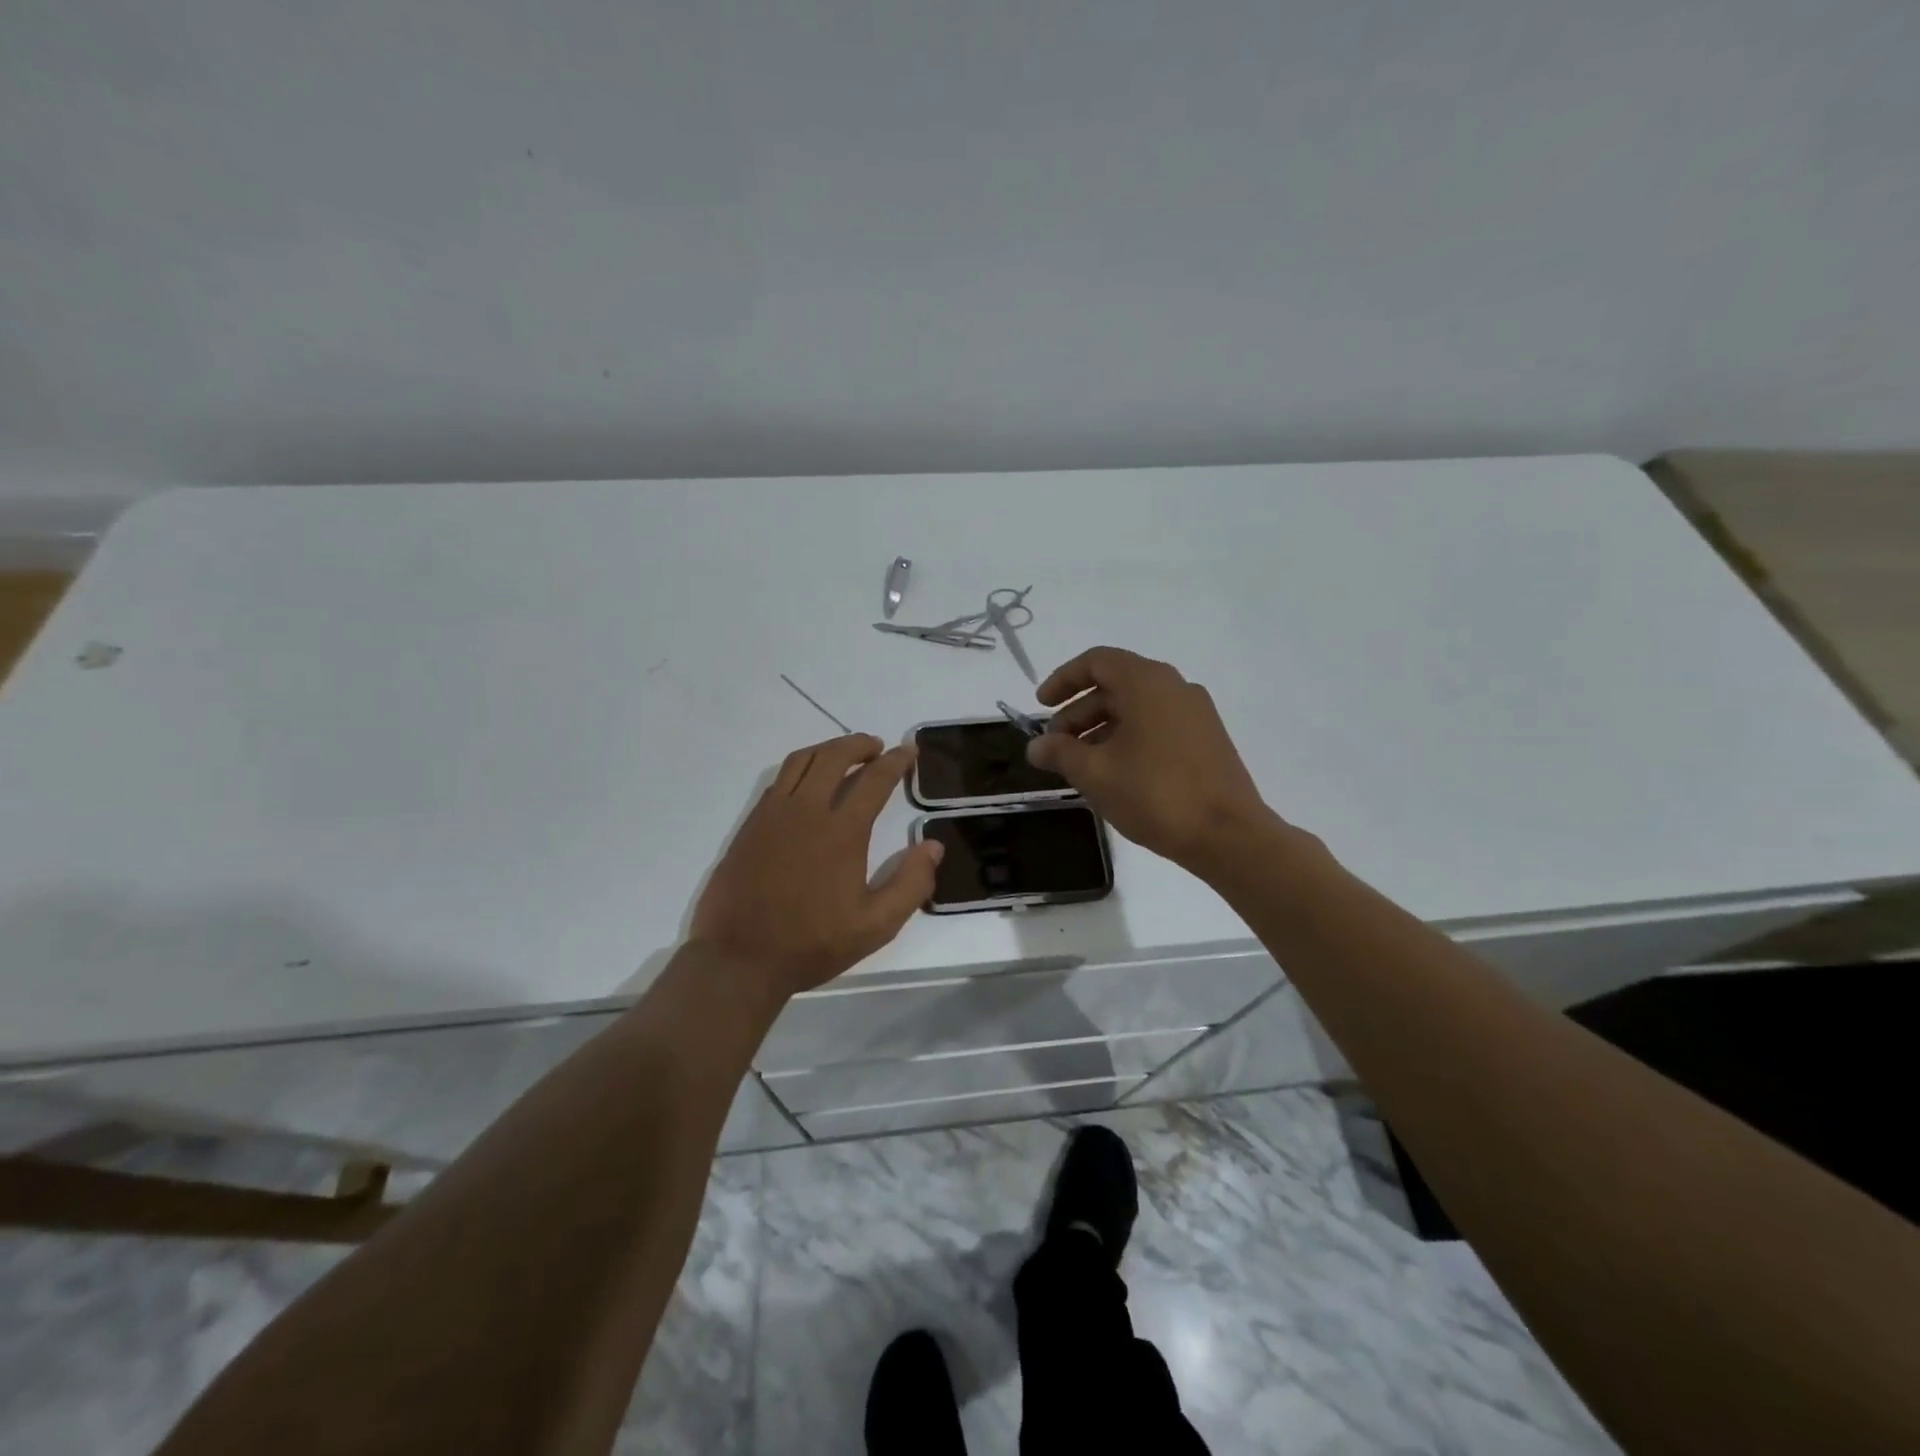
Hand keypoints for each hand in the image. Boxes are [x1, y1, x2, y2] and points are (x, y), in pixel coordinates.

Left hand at [690, 734, 941, 998]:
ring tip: (845, 755)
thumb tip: (933, 845)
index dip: (896, 761)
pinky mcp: (751, 824)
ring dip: (828, 749)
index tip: (909, 752)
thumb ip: (911, 884)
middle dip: (860, 744)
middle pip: (834, 756)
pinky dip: (801, 767)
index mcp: (841, 831)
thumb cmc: (812, 943)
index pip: (874, 779)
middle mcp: (806, 810)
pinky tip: (809, 783)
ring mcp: (773, 814)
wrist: (740, 958)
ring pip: (802, 760)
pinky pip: (779, 779)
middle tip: (878, 747)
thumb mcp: (876, 926)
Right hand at [1027, 646, 1277, 872]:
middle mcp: (1174, 687)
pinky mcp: (1206, 739)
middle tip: (1055, 746)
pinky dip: (1127, 738)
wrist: (1228, 835)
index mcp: (1147, 682)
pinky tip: (1113, 773)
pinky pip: (1156, 725)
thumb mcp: (1095, 773)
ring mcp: (1195, 713)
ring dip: (1101, 728)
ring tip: (1079, 764)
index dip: (1063, 680)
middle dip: (1078, 713)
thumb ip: (1060, 753)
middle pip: (1115, 685)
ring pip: (1136, 708)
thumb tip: (1036, 746)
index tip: (1040, 707)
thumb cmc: (1155, 794)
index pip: (1096, 661)